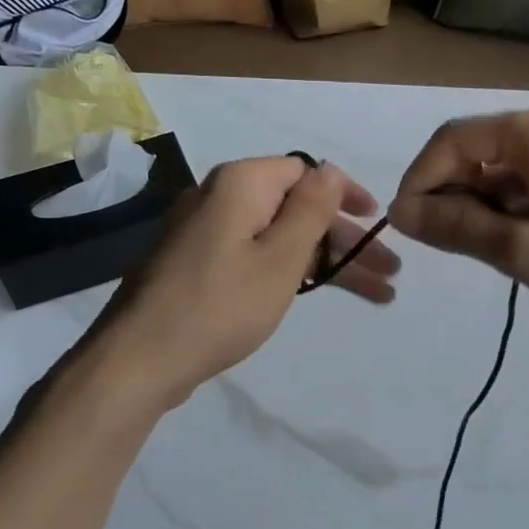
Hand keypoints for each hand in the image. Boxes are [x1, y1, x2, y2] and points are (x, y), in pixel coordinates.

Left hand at [93, 156, 397, 408]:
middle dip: (346, 240)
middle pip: (297, 209)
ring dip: (327, 261)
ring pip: (281, 238)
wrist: (140, 360)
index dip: (346, 195)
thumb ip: (311, 210)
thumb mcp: (280, 258)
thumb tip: (331, 169)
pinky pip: (257, 256)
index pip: (306, 172)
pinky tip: (320, 292)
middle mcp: (221, 199)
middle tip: (389, 273)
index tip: (377, 222)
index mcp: (241, 184)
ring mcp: (208, 234)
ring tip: (376, 294)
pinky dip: (293, 272)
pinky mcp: (200, 266)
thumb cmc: (220, 305)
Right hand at [388, 108, 528, 337]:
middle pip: (473, 150)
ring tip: (479, 251)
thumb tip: (398, 212)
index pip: (451, 140)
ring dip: (475, 205)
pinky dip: (503, 209)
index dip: (419, 179)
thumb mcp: (520, 250)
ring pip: (496, 169)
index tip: (406, 228)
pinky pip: (523, 181)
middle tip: (443, 246)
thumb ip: (455, 226)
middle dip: (447, 194)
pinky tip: (508, 244)